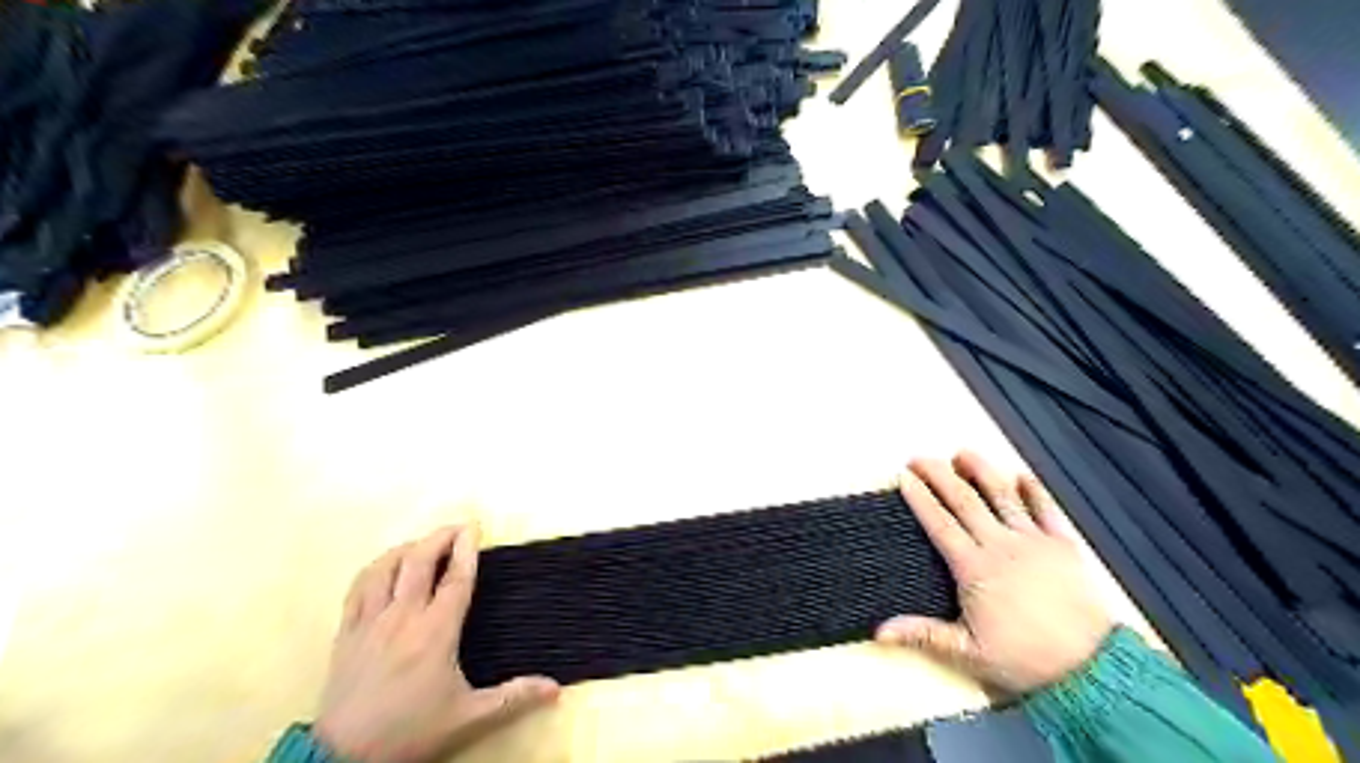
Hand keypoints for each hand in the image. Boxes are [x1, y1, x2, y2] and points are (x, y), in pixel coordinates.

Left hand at [312, 526, 557, 762]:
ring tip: (423, 544)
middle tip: (457, 528)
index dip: (467, 549)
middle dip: (440, 537)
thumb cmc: (410, 731)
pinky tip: (385, 567)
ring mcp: (370, 622)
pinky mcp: (346, 632)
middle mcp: (402, 617)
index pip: (456, 578)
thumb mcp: (468, 717)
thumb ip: (513, 698)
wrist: (343, 759)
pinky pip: (358, 587)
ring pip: (385, 568)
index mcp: (435, 632)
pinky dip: (375, 568)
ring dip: (407, 548)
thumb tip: (555, 688)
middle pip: (419, 561)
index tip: (474, 527)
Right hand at [877, 452, 1108, 698]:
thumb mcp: (968, 652)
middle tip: (920, 458)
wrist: (1091, 668)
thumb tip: (881, 631)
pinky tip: (1023, 476)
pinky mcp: (1063, 546)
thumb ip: (923, 635)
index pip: (940, 523)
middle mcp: (1001, 546)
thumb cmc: (1027, 660)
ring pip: (1002, 496)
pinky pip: (1047, 510)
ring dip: (981, 471)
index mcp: (975, 568)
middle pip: (964, 500)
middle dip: (939, 474)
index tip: (905, 478)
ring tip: (963, 453)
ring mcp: (1033, 542)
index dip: (920, 498)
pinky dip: (1035, 491)